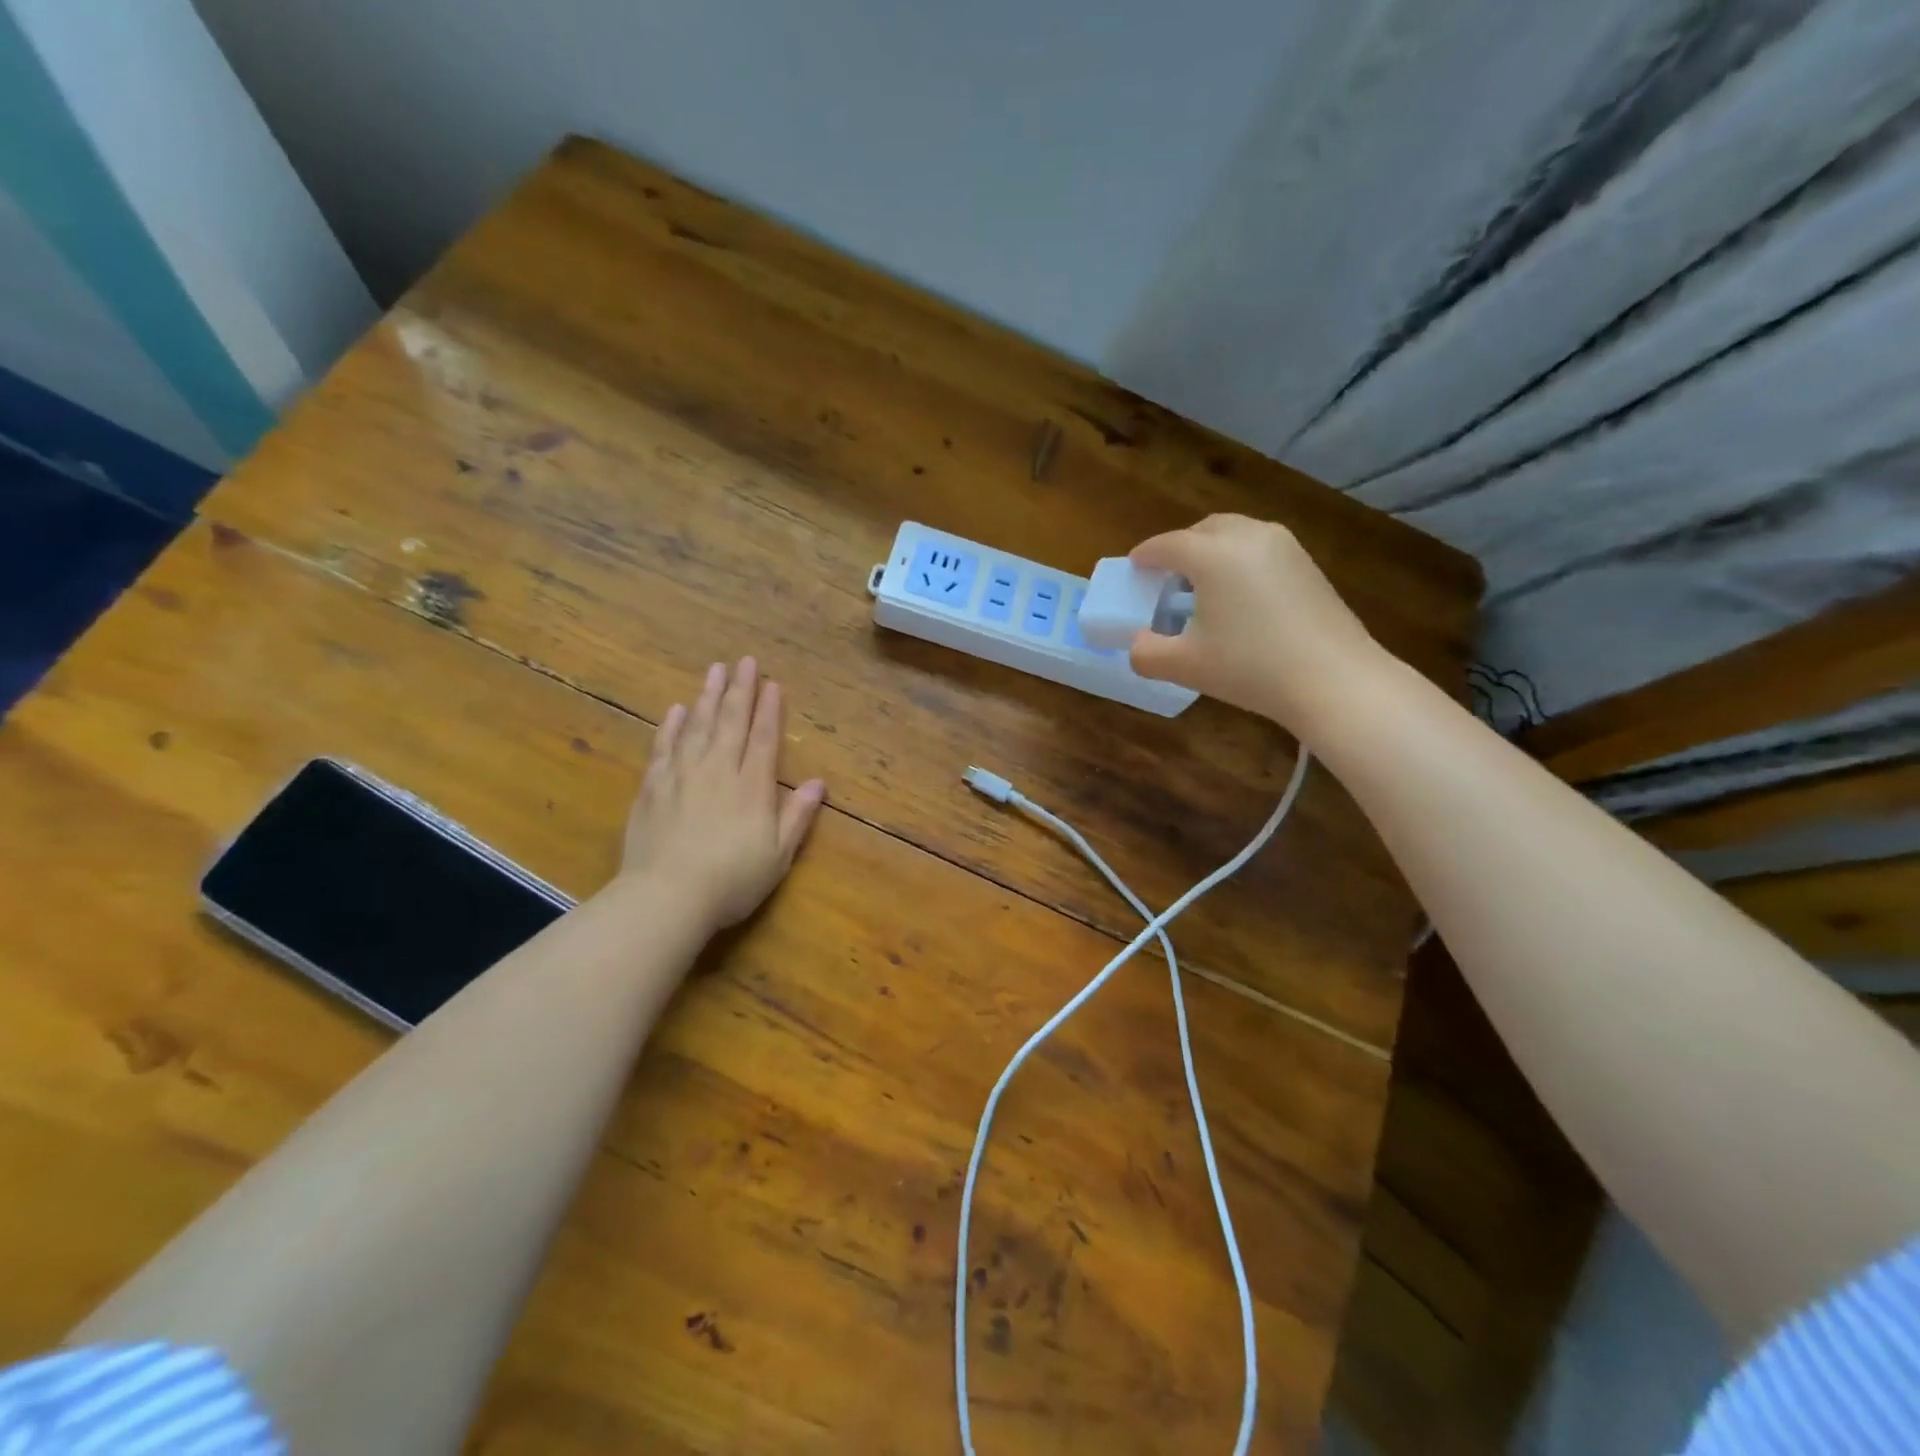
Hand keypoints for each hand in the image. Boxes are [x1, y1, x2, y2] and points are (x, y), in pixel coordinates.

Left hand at [621, 658, 826, 930]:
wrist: (666, 897)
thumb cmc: (731, 881)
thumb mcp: (778, 855)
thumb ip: (797, 816)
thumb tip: (819, 783)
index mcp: (752, 786)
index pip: (764, 738)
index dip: (770, 710)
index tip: (773, 684)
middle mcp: (719, 770)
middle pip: (731, 722)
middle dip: (740, 690)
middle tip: (744, 661)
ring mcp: (682, 776)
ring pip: (697, 726)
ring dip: (708, 696)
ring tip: (714, 670)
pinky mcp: (653, 788)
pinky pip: (663, 747)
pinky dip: (671, 726)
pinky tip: (677, 709)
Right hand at [1127, 514, 1387, 730]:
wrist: (1333, 679)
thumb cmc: (1250, 667)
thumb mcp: (1184, 666)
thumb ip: (1146, 653)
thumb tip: (1137, 643)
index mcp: (1212, 554)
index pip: (1167, 545)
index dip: (1145, 556)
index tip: (1134, 567)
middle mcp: (1247, 536)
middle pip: (1203, 529)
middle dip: (1180, 547)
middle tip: (1167, 577)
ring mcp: (1284, 546)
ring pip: (1236, 535)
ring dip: (1212, 551)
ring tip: (1202, 586)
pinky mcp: (1307, 564)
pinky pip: (1260, 549)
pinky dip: (1239, 561)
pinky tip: (1239, 596)